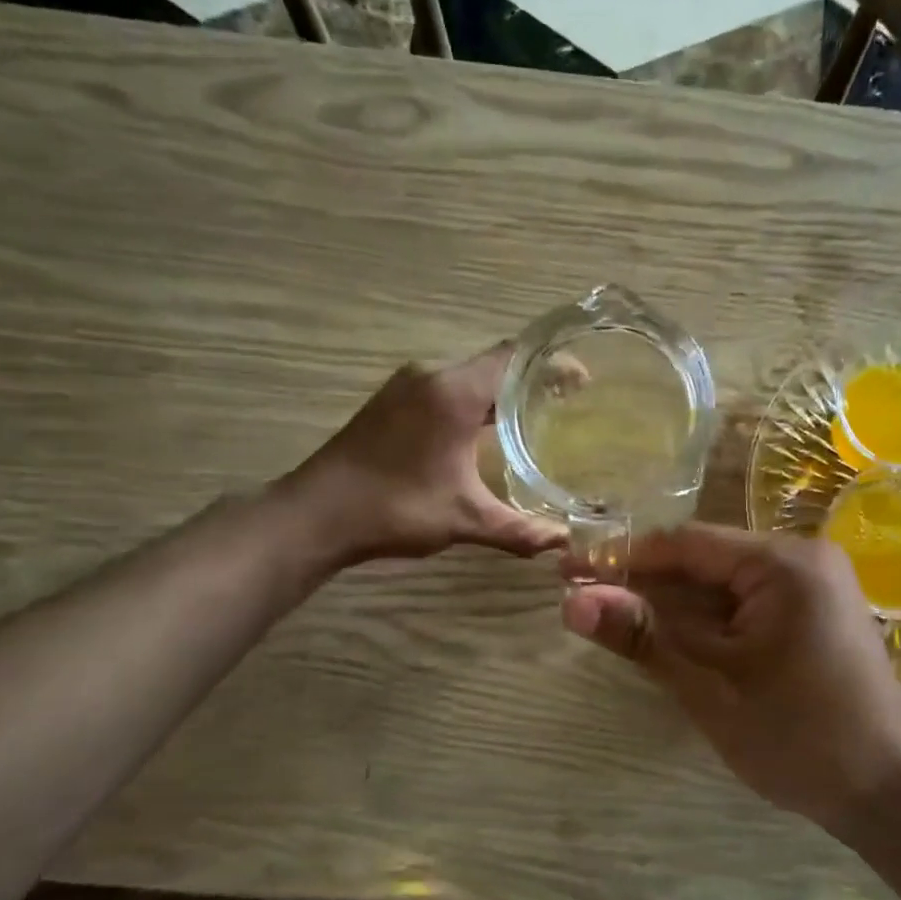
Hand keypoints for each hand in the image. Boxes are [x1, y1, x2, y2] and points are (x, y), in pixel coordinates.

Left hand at [287, 343, 565, 565]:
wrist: (316, 514)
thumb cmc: (394, 508)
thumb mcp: (463, 520)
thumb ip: (518, 529)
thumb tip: (563, 541)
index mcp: (453, 392)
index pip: (515, 358)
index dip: (552, 364)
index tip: (584, 379)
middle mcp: (431, 376)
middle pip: (494, 363)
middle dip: (533, 377)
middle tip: (569, 400)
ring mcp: (406, 386)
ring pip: (468, 375)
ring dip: (501, 390)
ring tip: (536, 413)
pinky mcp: (392, 401)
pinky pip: (446, 388)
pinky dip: (474, 400)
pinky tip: (486, 430)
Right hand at [561, 525, 900, 833]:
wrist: (888, 796)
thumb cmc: (798, 738)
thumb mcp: (710, 686)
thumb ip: (643, 636)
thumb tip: (571, 602)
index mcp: (785, 562)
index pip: (686, 543)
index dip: (623, 557)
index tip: (568, 572)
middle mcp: (803, 560)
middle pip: (705, 561)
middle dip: (645, 585)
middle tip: (584, 603)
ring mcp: (813, 588)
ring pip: (723, 586)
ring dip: (672, 607)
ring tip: (615, 623)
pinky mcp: (814, 617)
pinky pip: (745, 606)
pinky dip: (706, 623)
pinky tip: (669, 640)